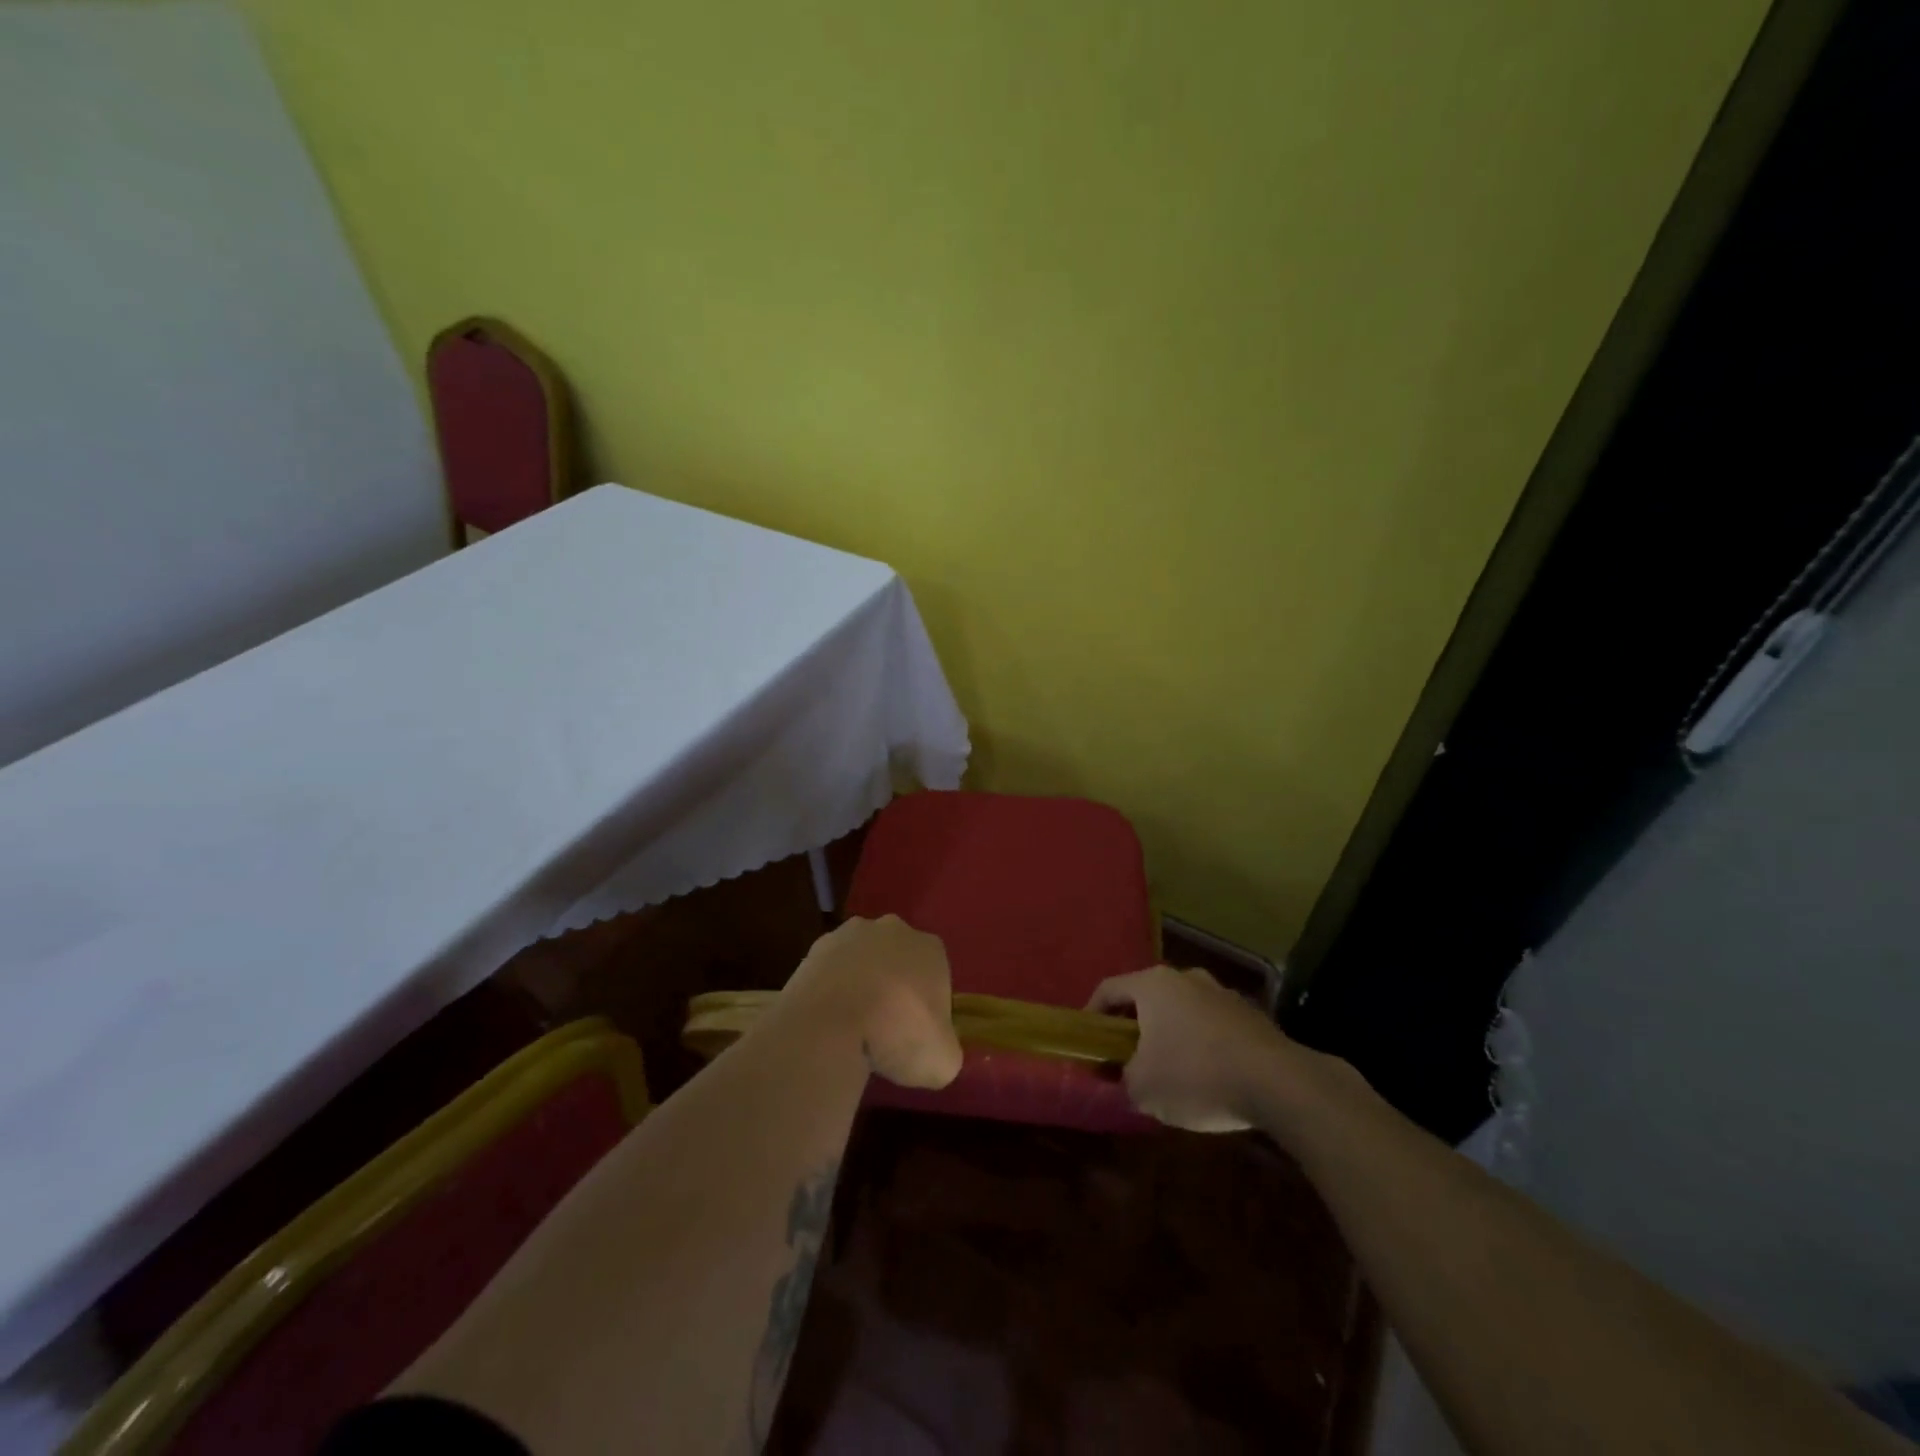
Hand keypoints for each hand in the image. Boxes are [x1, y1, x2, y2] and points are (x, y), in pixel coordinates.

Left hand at [780, 915, 963, 1090]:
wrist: (830, 1022)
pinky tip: (828, 1022)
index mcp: (930, 948)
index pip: (936, 976)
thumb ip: (946, 1051)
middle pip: (898, 961)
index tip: (917, 1035)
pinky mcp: (814, 948)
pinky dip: (831, 992)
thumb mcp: (942, 1060)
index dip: (929, 1007)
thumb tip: (935, 1054)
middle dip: (894, 989)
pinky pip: (830, 972)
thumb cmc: (898, 1034)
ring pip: (862, 962)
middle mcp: (892, 929)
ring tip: (852, 1029)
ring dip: (860, 986)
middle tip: (885, 1032)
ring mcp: (849, 934)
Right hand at [1088, 965, 1294, 1132]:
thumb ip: (1121, 1078)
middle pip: (1146, 997)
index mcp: (1153, 984)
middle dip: (1133, 1027)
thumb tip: (1119, 1074)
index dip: (1092, 1015)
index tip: (1088, 1043)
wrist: (1278, 1083)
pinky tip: (1207, 1077)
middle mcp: (1185, 977)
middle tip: (1126, 1058)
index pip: (1108, 989)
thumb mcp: (1143, 1087)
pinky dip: (1201, 1044)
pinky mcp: (1250, 1014)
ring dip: (1169, 1034)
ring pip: (1181, 1010)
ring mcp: (1221, 992)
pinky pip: (1211, 1025)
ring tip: (1169, 1071)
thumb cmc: (1196, 1076)